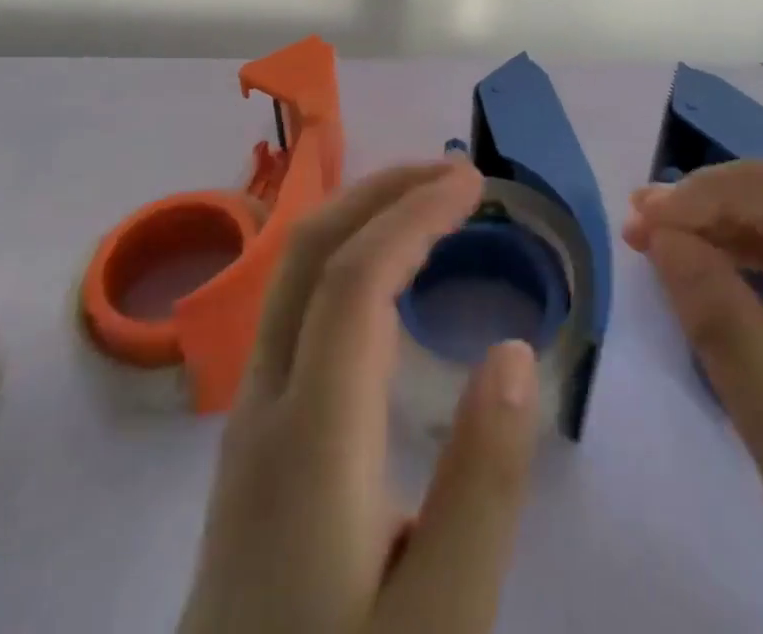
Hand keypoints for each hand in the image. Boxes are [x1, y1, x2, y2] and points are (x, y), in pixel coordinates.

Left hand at [179, 160, 541, 633]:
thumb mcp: (440, 624)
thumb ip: (481, 487)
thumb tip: (513, 350)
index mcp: (310, 439)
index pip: (357, 279)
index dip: (415, 213)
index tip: (473, 183)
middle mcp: (264, 405)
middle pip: (308, 254)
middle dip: (380, 191)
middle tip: (452, 173)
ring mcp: (248, 421)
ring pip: (292, 277)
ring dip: (360, 218)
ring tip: (427, 206)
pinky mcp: (251, 443)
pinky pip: (293, 311)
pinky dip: (345, 261)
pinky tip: (385, 286)